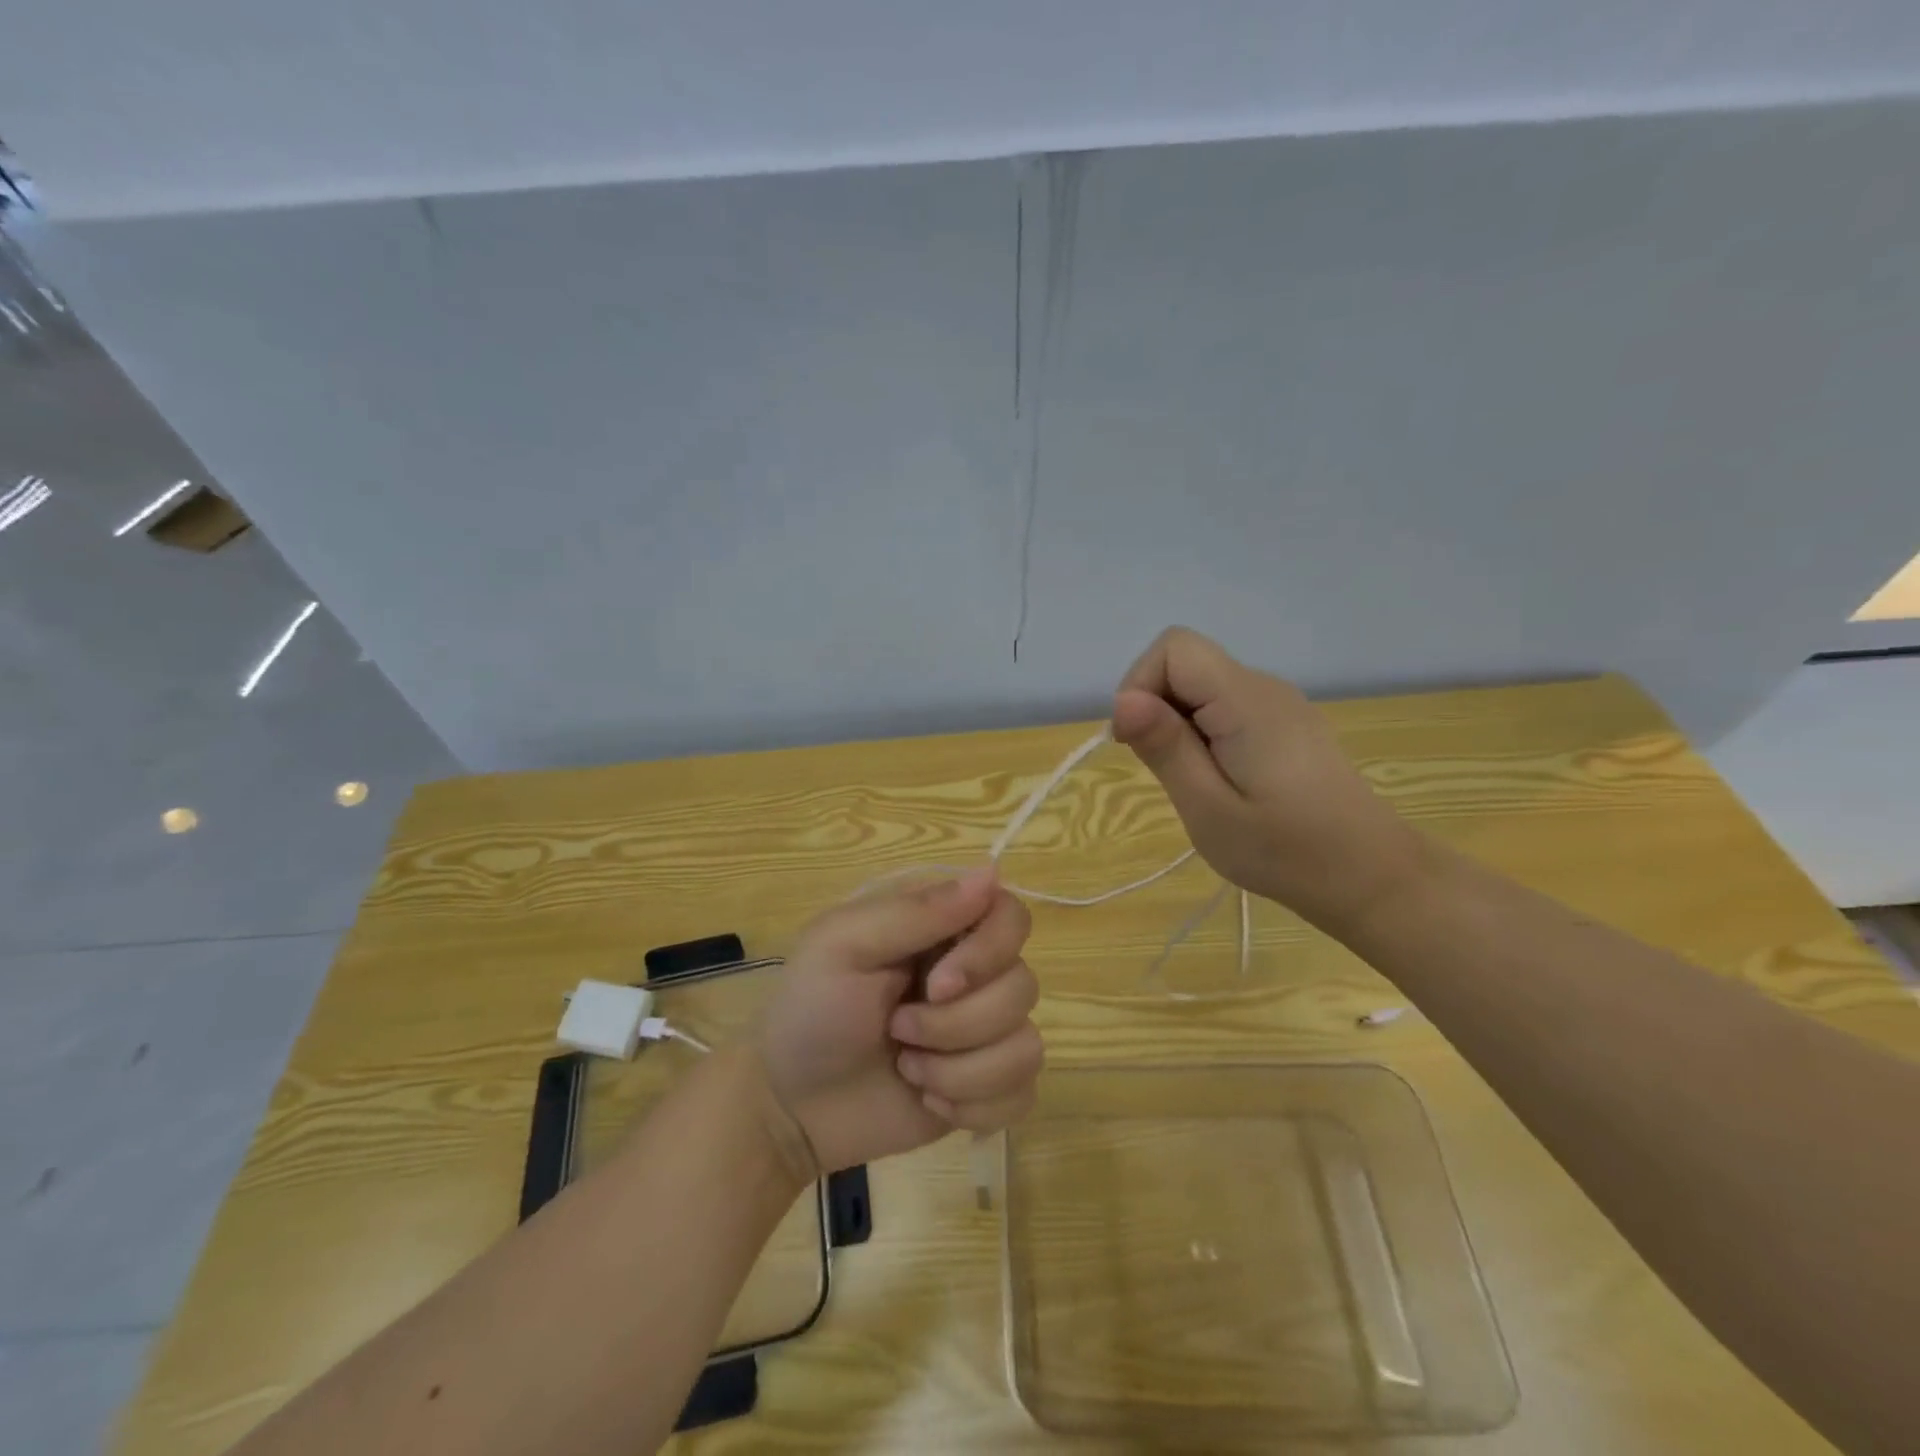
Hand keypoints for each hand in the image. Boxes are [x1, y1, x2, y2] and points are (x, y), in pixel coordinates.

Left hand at [754, 868, 1042, 1174]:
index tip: (938, 984)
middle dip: (955, 1024)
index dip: (989, 953)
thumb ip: (916, 911)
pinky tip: (930, 1100)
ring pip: (1026, 1046)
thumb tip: (992, 872)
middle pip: (1022, 986)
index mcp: (943, 928)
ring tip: (907, 1068)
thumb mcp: (844, 945)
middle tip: (898, 1030)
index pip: (1012, 917)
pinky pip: (1023, 1094)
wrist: (790, 1105)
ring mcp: (985, 1033)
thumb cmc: (810, 1010)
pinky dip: (975, 1107)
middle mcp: (975, 973)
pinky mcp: (988, 1087)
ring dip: (959, 1070)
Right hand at [1111, 626, 1430, 932]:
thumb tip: (1123, 699)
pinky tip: (1222, 780)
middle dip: (1157, 709)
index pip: (1173, 648)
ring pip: (1203, 686)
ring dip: (1180, 725)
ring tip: (1196, 784)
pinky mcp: (1286, 724)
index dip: (1141, 685)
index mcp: (1245, 700)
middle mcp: (1264, 687)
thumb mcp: (1208, 809)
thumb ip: (1165, 748)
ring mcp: (1280, 704)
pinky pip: (1226, 707)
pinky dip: (1205, 733)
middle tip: (1168, 774)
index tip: (1136, 743)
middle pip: (1186, 664)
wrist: (1372, 877)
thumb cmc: (1286, 851)